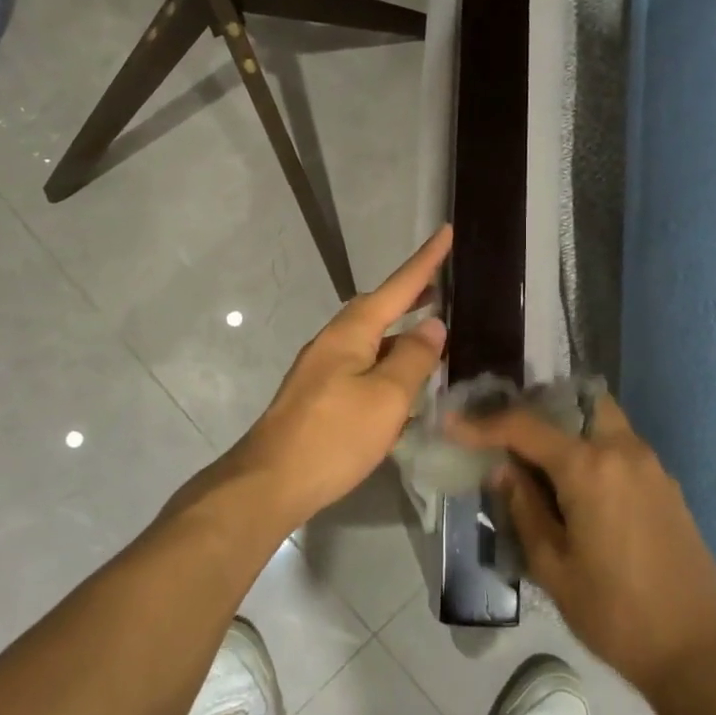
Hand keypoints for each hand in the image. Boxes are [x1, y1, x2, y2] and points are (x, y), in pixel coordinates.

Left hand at [227, 225, 451, 526]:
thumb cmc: (334, 436)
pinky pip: (361, 367)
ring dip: (399, 334)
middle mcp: (333, 342)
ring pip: (369, 340)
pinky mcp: (317, 396)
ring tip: (429, 338)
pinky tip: (400, 387)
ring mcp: (321, 370)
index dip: (425, 262)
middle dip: (409, 296)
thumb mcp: (386, 397)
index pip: (397, 287)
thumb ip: (413, 358)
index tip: (445, 231)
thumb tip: (432, 325)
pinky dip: (386, 364)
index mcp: (351, 333)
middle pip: (378, 309)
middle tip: (441, 288)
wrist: (269, 482)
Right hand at [449, 395, 715, 696]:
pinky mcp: (665, 485)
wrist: (701, 651)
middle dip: (539, 409)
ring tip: (536, 459)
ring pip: (601, 421)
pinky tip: (574, 486)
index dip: (484, 424)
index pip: (526, 427)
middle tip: (508, 433)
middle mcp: (623, 450)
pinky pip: (620, 447)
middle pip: (576, 402)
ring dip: (568, 428)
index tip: (453, 423)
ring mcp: (650, 465)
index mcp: (589, 467)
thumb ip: (525, 509)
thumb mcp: (554, 567)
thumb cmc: (617, 614)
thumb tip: (504, 469)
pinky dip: (592, 448)